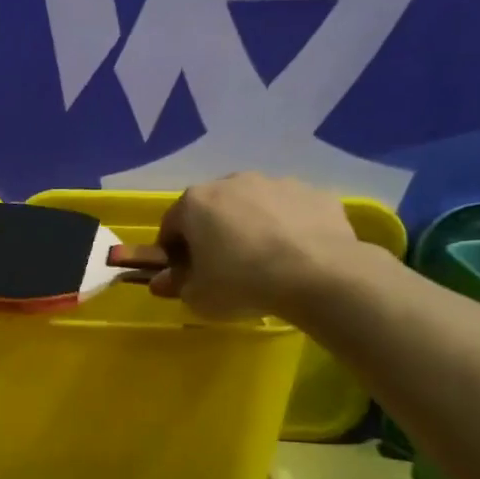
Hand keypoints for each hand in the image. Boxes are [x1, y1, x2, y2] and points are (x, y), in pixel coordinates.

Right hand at [138, 173, 363, 321]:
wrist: (318, 274)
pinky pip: (291, 211)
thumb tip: (161, 281)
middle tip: (222, 267)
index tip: (184, 273)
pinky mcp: (315, 193)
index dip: (173, 251)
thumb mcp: (197, 296)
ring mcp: (277, 183)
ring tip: (264, 261)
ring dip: (251, 226)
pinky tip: (296, 255)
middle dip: (212, 233)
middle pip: (212, 209)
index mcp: (195, 202)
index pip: (171, 225)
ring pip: (253, 205)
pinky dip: (288, 227)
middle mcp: (232, 182)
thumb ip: (176, 285)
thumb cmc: (241, 283)